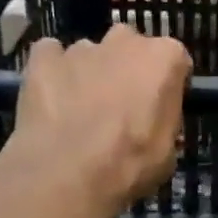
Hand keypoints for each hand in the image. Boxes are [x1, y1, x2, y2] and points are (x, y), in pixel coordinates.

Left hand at [0, 24, 191, 214]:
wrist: (67, 175)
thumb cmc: (130, 163)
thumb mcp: (167, 149)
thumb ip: (163, 118)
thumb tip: (152, 119)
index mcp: (164, 58)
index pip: (174, 60)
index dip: (166, 83)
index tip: (159, 105)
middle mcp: (125, 42)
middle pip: (130, 46)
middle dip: (126, 67)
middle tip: (120, 103)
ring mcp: (81, 48)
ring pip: (89, 53)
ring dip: (89, 72)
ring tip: (79, 109)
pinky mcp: (43, 59)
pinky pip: (49, 56)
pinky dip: (51, 70)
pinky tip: (49, 98)